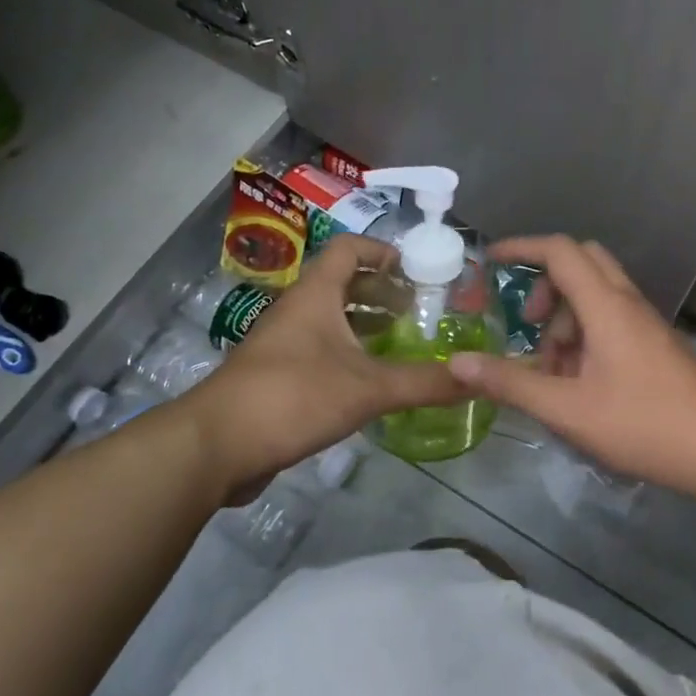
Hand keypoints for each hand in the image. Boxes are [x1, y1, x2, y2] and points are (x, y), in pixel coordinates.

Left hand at [182, 234, 468, 497]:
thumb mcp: (367, 388)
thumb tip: (478, 379)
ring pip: (331, 321)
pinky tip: (372, 382)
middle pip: (343, 284)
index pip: (349, 249)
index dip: (383, 251)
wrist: (216, 445)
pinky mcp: (277, 377)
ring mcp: (283, 345)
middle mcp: (297, 311)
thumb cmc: (293, 397)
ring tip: (403, 342)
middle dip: (382, 292)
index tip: (417, 270)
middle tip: (419, 310)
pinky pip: (320, 352)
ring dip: (366, 325)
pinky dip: (349, 356)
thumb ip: (423, 382)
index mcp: (315, 295)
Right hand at [447, 236, 695, 500]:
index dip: (521, 248)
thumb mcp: (567, 409)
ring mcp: (645, 323)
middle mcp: (627, 303)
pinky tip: (578, 384)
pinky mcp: (655, 344)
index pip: (559, 251)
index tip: (490, 261)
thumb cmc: (645, 424)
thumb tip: (458, 364)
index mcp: (605, 306)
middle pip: (581, 263)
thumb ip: (511, 383)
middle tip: (526, 322)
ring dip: (565, 318)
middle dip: (544, 284)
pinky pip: (611, 320)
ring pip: (596, 294)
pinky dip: (585, 336)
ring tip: (551, 370)